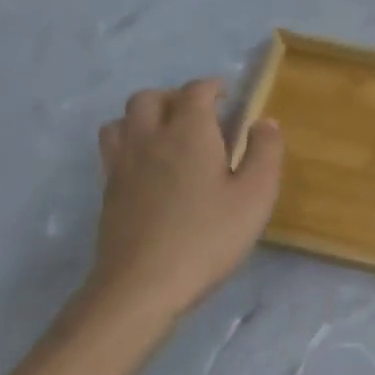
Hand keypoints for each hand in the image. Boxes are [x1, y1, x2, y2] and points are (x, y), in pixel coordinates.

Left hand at [75, 80, 283, 347]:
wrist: (142, 286)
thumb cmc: (208, 237)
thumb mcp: (255, 196)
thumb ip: (265, 152)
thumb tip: (264, 121)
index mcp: (188, 132)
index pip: (196, 91)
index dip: (213, 87)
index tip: (230, 98)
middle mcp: (150, 138)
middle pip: (150, 97)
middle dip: (176, 97)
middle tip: (201, 117)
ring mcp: (122, 165)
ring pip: (123, 119)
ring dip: (146, 117)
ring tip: (170, 137)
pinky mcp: (108, 191)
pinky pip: (113, 148)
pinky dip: (131, 143)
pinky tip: (151, 168)